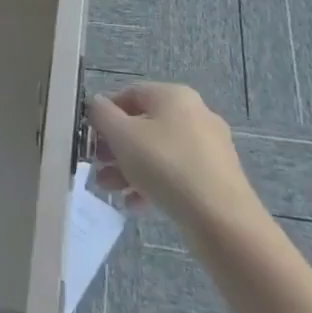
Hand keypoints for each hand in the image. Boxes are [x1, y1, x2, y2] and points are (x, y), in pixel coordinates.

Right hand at [86, 82, 264, 233]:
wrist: (221, 218)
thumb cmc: (165, 165)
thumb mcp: (122, 136)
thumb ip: (102, 114)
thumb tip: (96, 104)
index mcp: (173, 96)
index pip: (129, 94)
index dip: (104, 114)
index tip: (90, 138)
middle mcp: (194, 114)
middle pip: (143, 125)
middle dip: (115, 148)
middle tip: (97, 168)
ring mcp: (209, 146)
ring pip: (158, 152)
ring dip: (129, 168)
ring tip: (111, 190)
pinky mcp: (216, 177)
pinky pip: (176, 173)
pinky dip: (153, 184)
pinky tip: (136, 205)